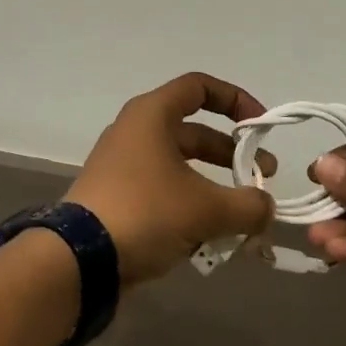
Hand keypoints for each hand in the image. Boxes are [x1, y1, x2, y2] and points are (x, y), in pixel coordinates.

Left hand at [66, 73, 277, 286]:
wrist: (79, 258)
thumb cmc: (145, 212)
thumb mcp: (206, 209)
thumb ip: (248, 205)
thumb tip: (266, 207)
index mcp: (152, 115)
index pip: (199, 87)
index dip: (235, 99)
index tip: (261, 127)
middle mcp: (136, 131)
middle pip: (195, 131)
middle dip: (232, 154)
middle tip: (263, 179)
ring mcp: (124, 165)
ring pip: (182, 166)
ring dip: (215, 186)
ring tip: (244, 216)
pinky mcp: (119, 197)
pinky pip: (165, 191)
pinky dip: (191, 205)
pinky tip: (212, 236)